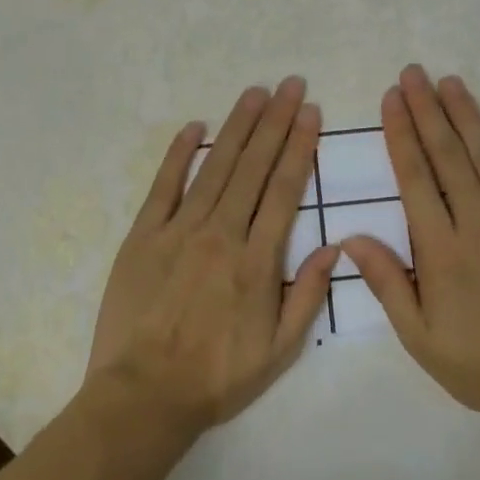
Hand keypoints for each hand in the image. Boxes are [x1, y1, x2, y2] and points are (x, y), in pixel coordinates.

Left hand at [87, 78, 337, 435]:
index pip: (284, 189)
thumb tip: (337, 246)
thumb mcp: (279, 350)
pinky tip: (195, 126)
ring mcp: (179, 230)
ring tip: (256, 92)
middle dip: (275, 121)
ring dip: (238, 127)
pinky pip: (164, 185)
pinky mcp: (143, 235)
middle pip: (253, 166)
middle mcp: (221, 233)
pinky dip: (179, 153)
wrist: (143, 395)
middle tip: (291, 84)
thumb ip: (309, 295)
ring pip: (215, 166)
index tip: (311, 113)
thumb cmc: (217, 377)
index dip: (299, 146)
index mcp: (257, 261)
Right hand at [341, 65, 479, 430]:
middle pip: (448, 157)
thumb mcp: (421, 337)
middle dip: (427, 111)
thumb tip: (352, 238)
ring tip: (450, 81)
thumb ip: (388, 283)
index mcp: (443, 250)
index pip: (416, 179)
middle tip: (413, 73)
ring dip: (467, 117)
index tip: (391, 99)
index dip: (401, 135)